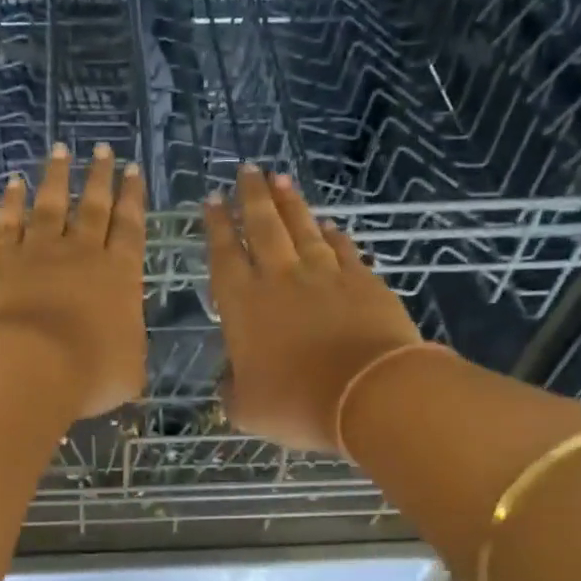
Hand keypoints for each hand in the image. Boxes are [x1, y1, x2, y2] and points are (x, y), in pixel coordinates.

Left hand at [0, 142, 147, 420]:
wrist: (31, 366)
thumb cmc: (89, 373)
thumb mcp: (129, 370)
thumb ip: (128, 347)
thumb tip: (124, 345)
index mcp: (120, 275)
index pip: (130, 228)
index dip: (133, 198)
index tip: (133, 170)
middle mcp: (81, 253)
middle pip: (94, 207)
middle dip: (100, 177)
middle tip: (103, 149)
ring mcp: (38, 251)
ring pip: (51, 204)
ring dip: (57, 177)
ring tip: (61, 151)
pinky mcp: (0, 259)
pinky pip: (8, 221)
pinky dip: (12, 200)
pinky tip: (14, 183)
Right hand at [204, 166, 423, 452]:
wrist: (368, 393)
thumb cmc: (296, 403)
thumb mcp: (247, 409)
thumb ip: (232, 390)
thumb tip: (228, 381)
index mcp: (242, 304)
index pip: (223, 255)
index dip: (215, 226)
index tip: (212, 200)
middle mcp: (280, 278)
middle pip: (262, 226)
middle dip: (252, 197)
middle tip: (247, 171)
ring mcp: (324, 275)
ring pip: (302, 228)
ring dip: (290, 203)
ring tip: (281, 179)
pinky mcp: (362, 281)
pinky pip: (342, 249)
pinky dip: (332, 235)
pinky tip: (328, 225)